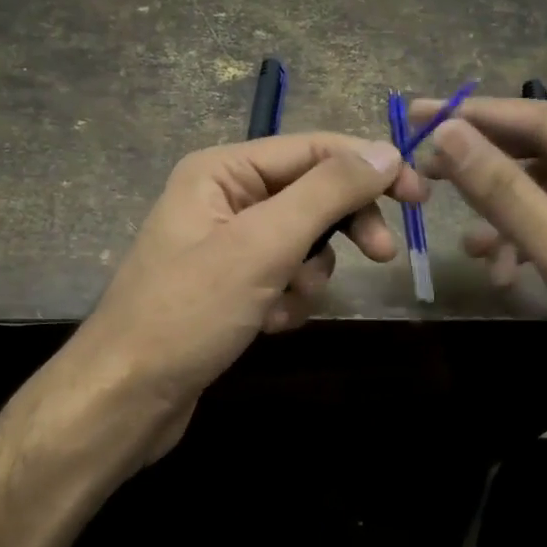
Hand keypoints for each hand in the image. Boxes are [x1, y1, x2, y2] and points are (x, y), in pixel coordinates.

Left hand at [79, 133, 426, 443]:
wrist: (127, 398)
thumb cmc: (190, 312)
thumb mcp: (264, 245)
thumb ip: (327, 193)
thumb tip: (386, 152)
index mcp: (223, 171)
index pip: (313, 149)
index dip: (369, 166)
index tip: (419, 196)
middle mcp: (224, 198)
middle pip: (311, 194)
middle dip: (342, 227)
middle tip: (382, 255)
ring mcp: (226, 244)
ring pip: (303, 242)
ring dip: (308, 275)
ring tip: (285, 303)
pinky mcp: (230, 287)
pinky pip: (283, 277)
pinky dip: (287, 300)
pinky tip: (267, 325)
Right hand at [409, 97, 546, 448]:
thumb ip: (506, 194)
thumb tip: (446, 135)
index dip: (480, 116)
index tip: (419, 112)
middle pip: (544, 153)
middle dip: (486, 167)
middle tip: (423, 168)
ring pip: (543, 192)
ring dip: (503, 217)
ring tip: (468, 245)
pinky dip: (521, 243)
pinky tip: (497, 271)